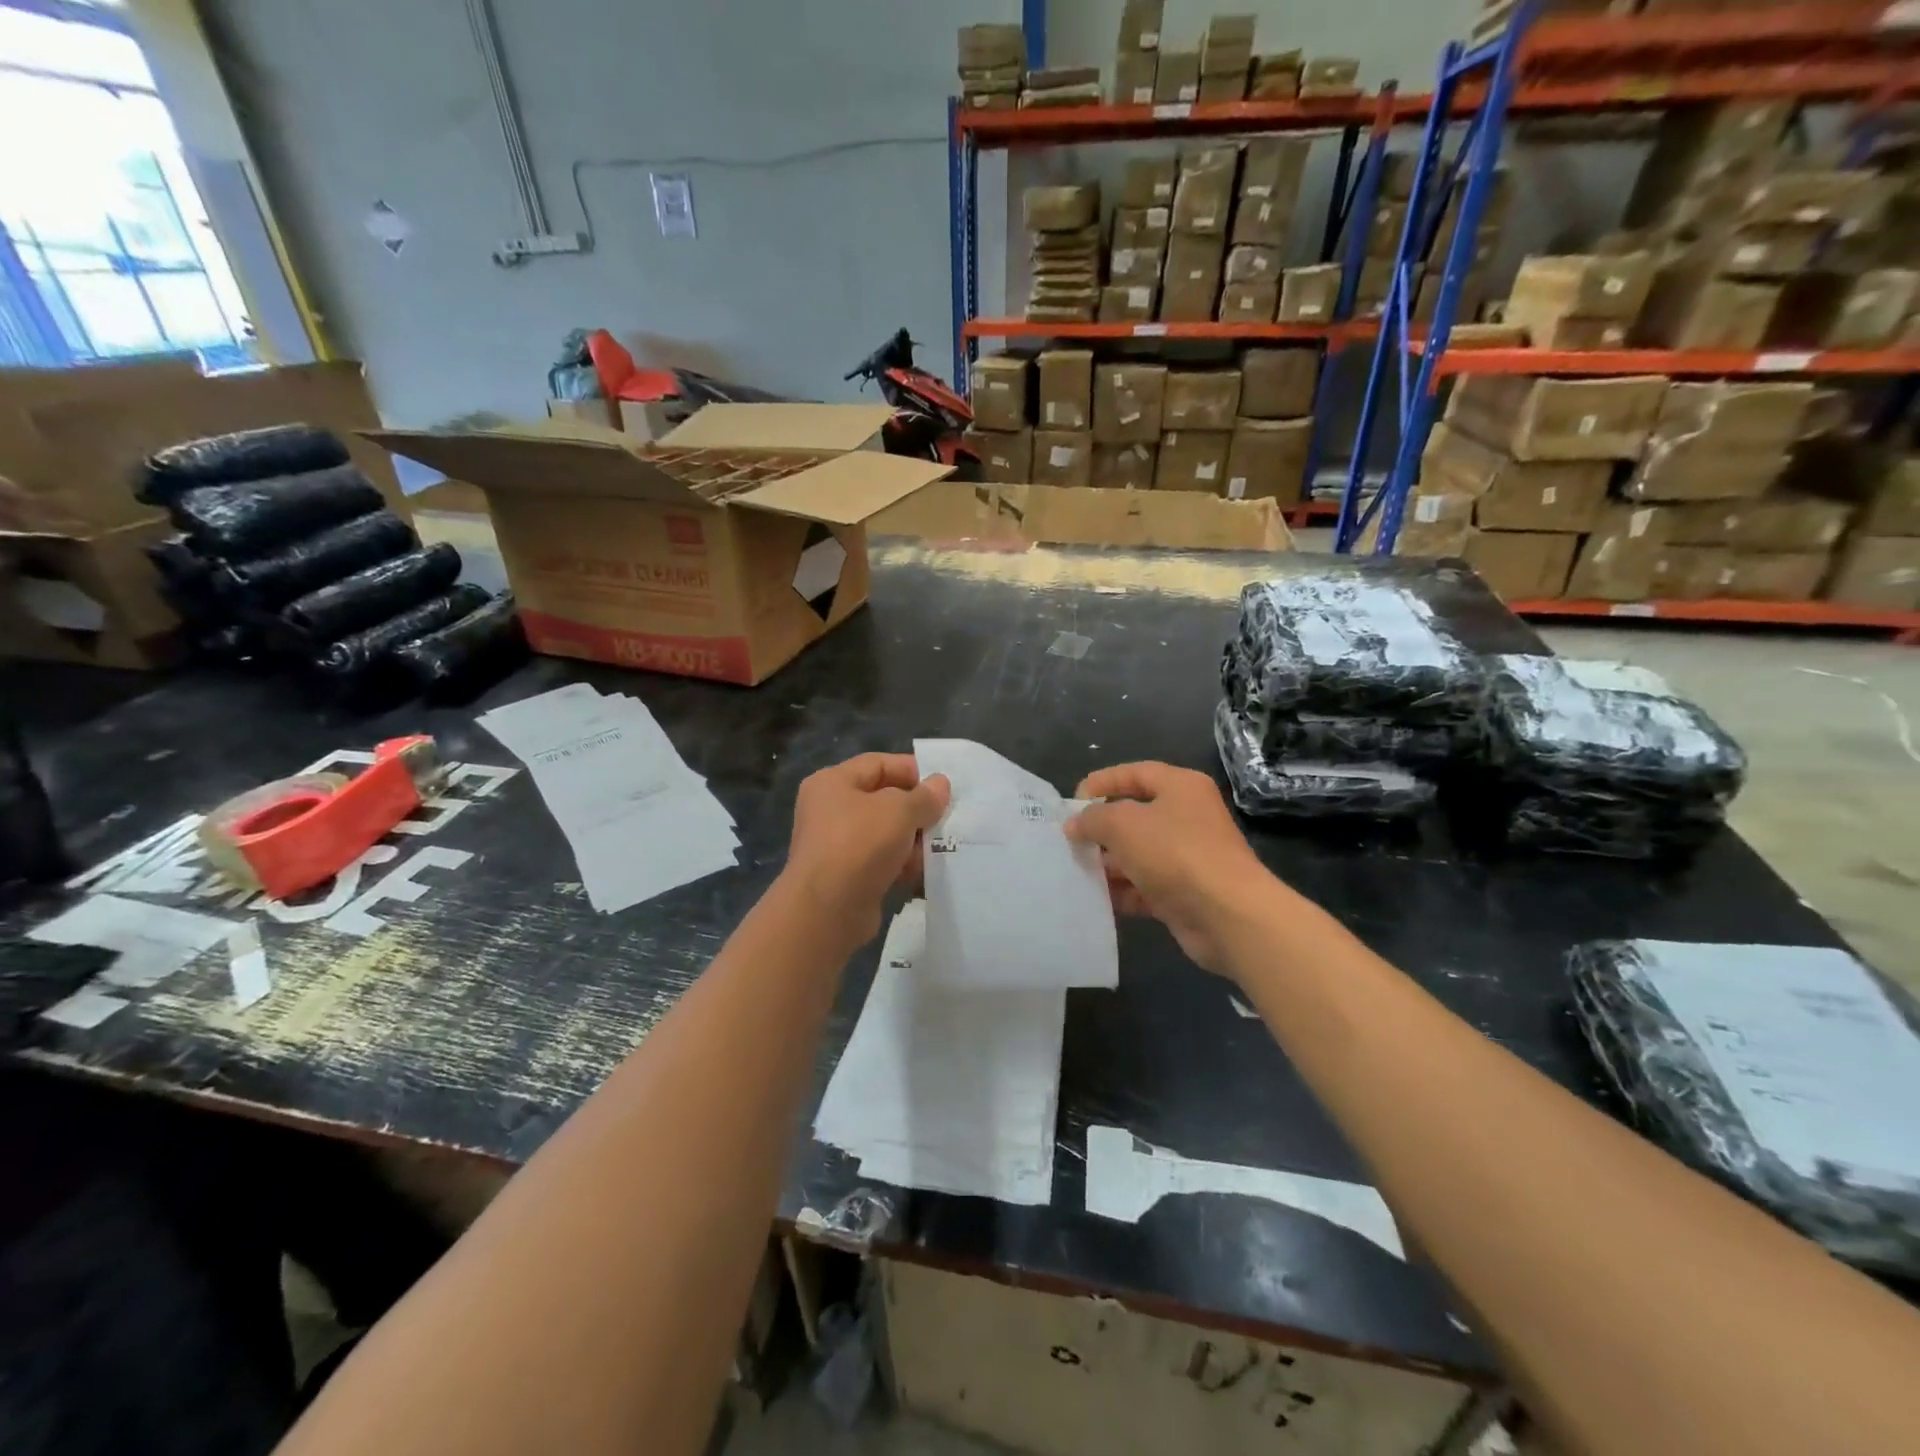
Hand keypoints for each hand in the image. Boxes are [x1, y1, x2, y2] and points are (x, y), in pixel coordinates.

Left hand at [782, 754, 950, 950]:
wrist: (826, 911)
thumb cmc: (859, 844)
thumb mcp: (899, 810)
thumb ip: (924, 796)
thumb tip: (940, 785)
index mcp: (833, 782)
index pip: (878, 764)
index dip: (912, 771)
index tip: (944, 787)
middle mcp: (830, 809)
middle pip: (883, 799)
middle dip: (916, 810)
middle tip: (947, 819)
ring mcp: (836, 844)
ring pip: (885, 833)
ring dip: (912, 841)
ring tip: (939, 848)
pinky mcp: (847, 875)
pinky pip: (881, 861)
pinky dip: (901, 865)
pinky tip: (922, 873)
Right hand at [1066, 762, 1276, 976]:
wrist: (1227, 915)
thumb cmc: (1175, 854)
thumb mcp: (1123, 824)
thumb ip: (1092, 819)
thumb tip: (1075, 824)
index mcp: (1180, 787)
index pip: (1134, 773)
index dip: (1101, 783)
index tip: (1071, 804)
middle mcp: (1187, 817)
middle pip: (1134, 815)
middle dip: (1100, 829)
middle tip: (1069, 841)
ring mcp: (1187, 857)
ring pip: (1138, 853)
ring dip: (1108, 863)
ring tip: (1077, 871)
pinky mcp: (1184, 892)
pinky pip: (1145, 886)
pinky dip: (1123, 891)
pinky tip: (1098, 899)